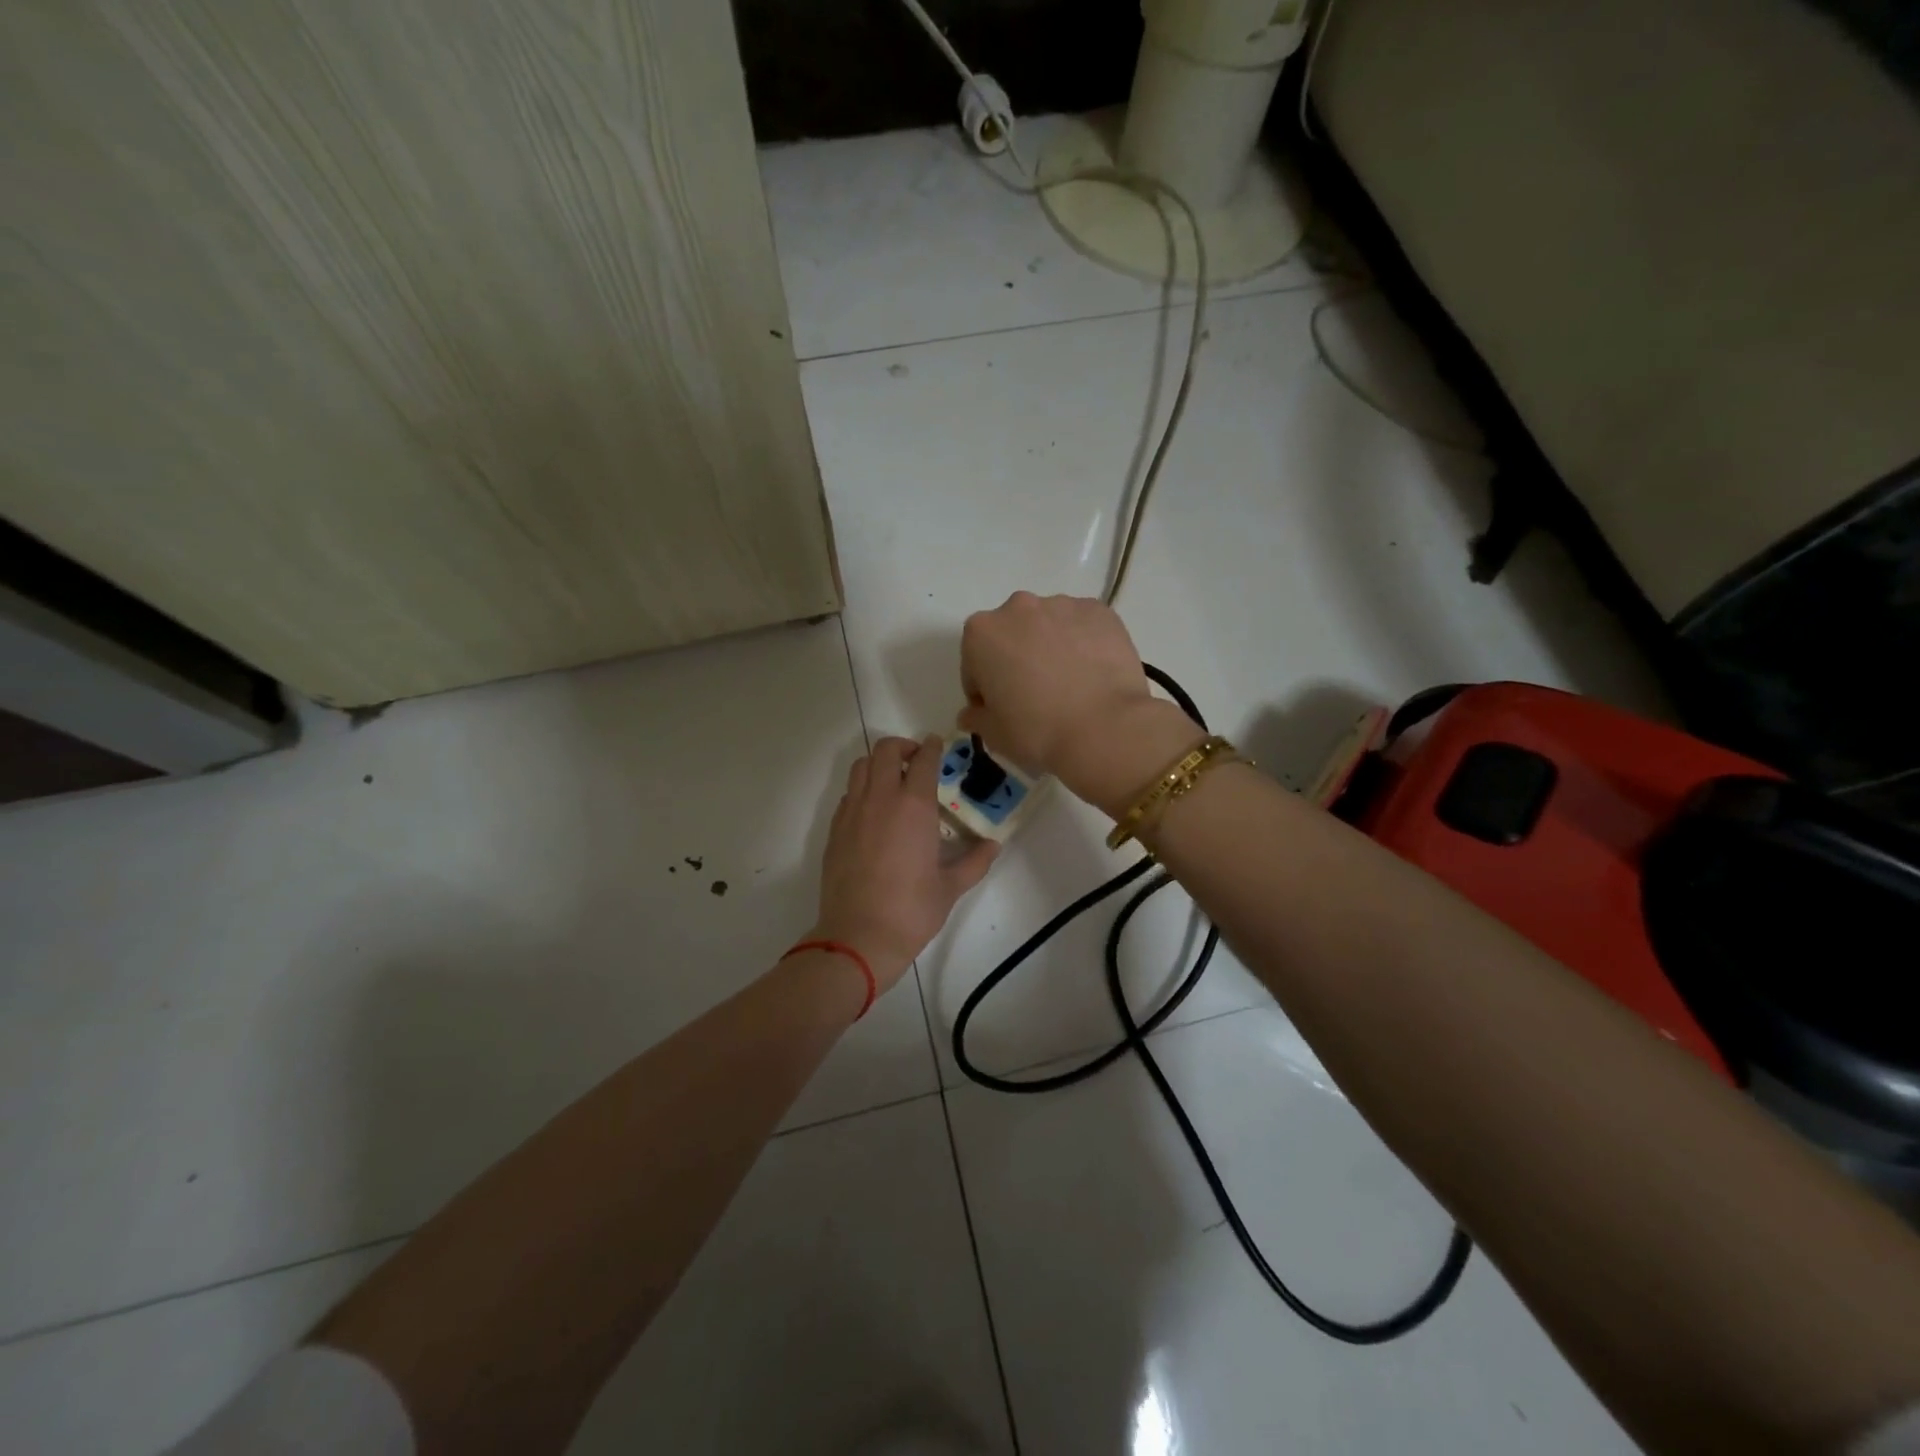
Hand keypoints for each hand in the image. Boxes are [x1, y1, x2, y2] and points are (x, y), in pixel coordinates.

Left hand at [811, 736, 997, 991]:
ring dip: (879, 763)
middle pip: (886, 751)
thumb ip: (975, 861)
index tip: (937, 744)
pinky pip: (848, 794)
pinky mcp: (835, 829)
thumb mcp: (951, 887)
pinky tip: (873, 810)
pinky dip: (862, 789)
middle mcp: (881, 799)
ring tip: (893, 779)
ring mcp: (853, 812)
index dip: (932, 748)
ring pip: (861, 767)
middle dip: (903, 747)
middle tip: (916, 760)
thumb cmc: (911, 911)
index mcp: (914, 807)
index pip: (924, 761)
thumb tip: (993, 846)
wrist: (859, 936)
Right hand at [959, 593, 1201, 814]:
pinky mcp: (1100, 611)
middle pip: (1011, 635)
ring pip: (1048, 627)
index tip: (1000, 710)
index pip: (975, 663)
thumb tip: (972, 713)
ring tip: (1070, 685)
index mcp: (981, 633)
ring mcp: (1062, 605)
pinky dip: (1083, 644)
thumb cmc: (1037, 731)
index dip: (985, 689)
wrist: (1104, 728)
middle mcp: (1018, 607)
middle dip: (1017, 659)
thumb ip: (976, 717)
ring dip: (1050, 648)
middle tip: (1035, 695)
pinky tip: (1093, 675)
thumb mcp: (994, 734)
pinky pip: (1083, 627)